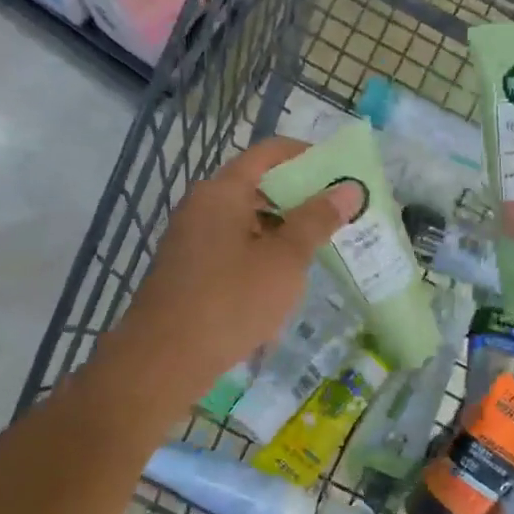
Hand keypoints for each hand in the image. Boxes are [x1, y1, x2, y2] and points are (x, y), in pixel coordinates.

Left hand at [112, 138, 361, 399]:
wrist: (163, 360)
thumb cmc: (231, 301)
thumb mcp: (285, 260)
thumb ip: (317, 220)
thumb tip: (349, 188)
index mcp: (222, 191)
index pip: (269, 153)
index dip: (308, 155)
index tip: (342, 173)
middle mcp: (202, 206)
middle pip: (258, 186)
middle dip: (300, 198)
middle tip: (339, 215)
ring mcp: (191, 239)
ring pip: (246, 221)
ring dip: (282, 230)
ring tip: (320, 250)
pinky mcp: (188, 270)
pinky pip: (232, 248)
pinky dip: (261, 254)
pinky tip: (283, 282)